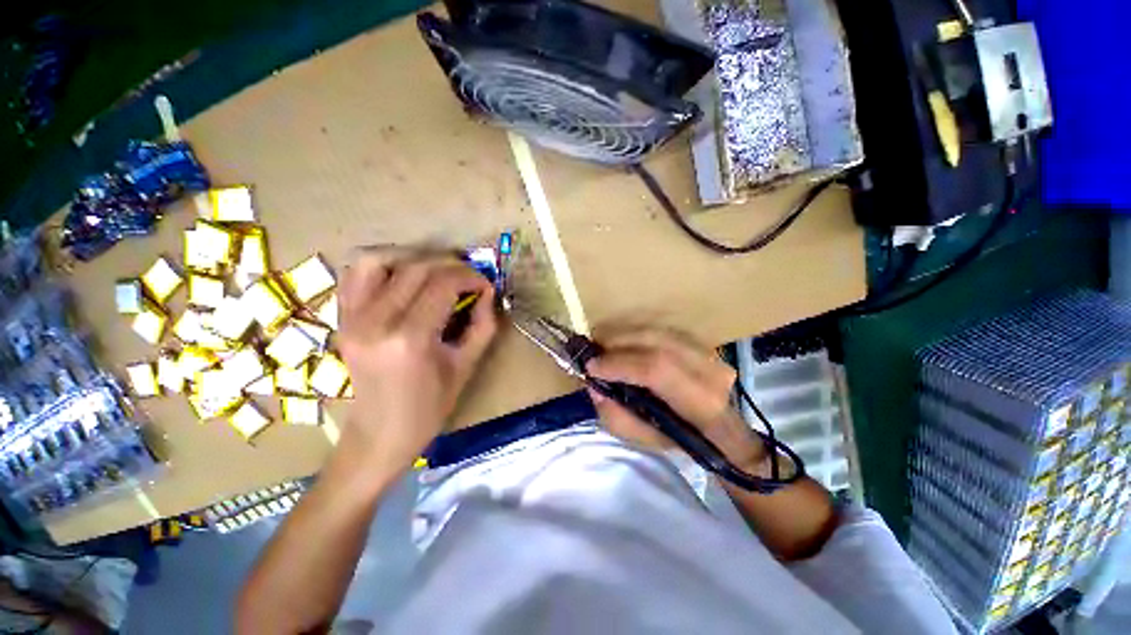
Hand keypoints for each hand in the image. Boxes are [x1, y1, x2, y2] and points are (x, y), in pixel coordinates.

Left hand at [337, 251, 498, 470]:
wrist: (379, 433)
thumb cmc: (429, 407)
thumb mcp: (466, 366)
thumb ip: (482, 325)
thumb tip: (488, 292)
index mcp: (410, 339)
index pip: (442, 285)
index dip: (469, 277)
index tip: (484, 284)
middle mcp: (375, 322)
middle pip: (416, 268)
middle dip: (450, 265)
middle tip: (468, 277)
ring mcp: (351, 318)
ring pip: (377, 260)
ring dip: (412, 257)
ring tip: (435, 271)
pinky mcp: (342, 319)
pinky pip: (353, 274)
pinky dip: (380, 265)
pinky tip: (402, 276)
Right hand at [586, 327, 767, 473]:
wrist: (720, 428)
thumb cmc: (680, 439)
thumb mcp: (644, 440)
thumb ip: (615, 416)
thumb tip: (594, 386)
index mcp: (700, 404)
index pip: (656, 370)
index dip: (619, 364)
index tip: (591, 366)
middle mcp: (710, 371)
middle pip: (655, 342)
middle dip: (617, 342)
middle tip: (592, 348)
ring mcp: (709, 352)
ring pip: (657, 332)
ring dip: (624, 334)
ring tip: (602, 343)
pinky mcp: (701, 342)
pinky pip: (660, 330)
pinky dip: (636, 333)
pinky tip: (621, 341)